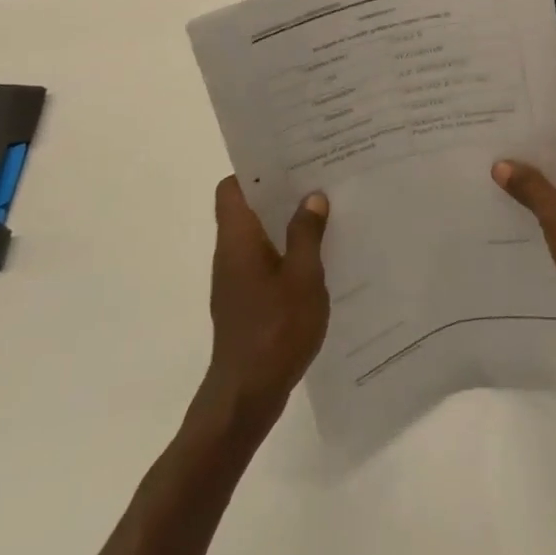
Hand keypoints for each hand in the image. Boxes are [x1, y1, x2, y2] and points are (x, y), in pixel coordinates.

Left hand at [196, 177, 329, 432]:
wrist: (246, 395)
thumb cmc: (275, 329)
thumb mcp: (303, 277)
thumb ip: (307, 233)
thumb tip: (311, 196)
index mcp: (238, 238)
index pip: (231, 188)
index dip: (255, 169)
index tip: (289, 159)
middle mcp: (230, 252)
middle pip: (248, 207)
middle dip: (280, 192)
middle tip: (318, 179)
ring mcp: (236, 279)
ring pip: (258, 235)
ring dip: (286, 222)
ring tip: (325, 211)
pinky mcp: (245, 301)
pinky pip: (265, 260)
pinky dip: (286, 250)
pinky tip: (319, 257)